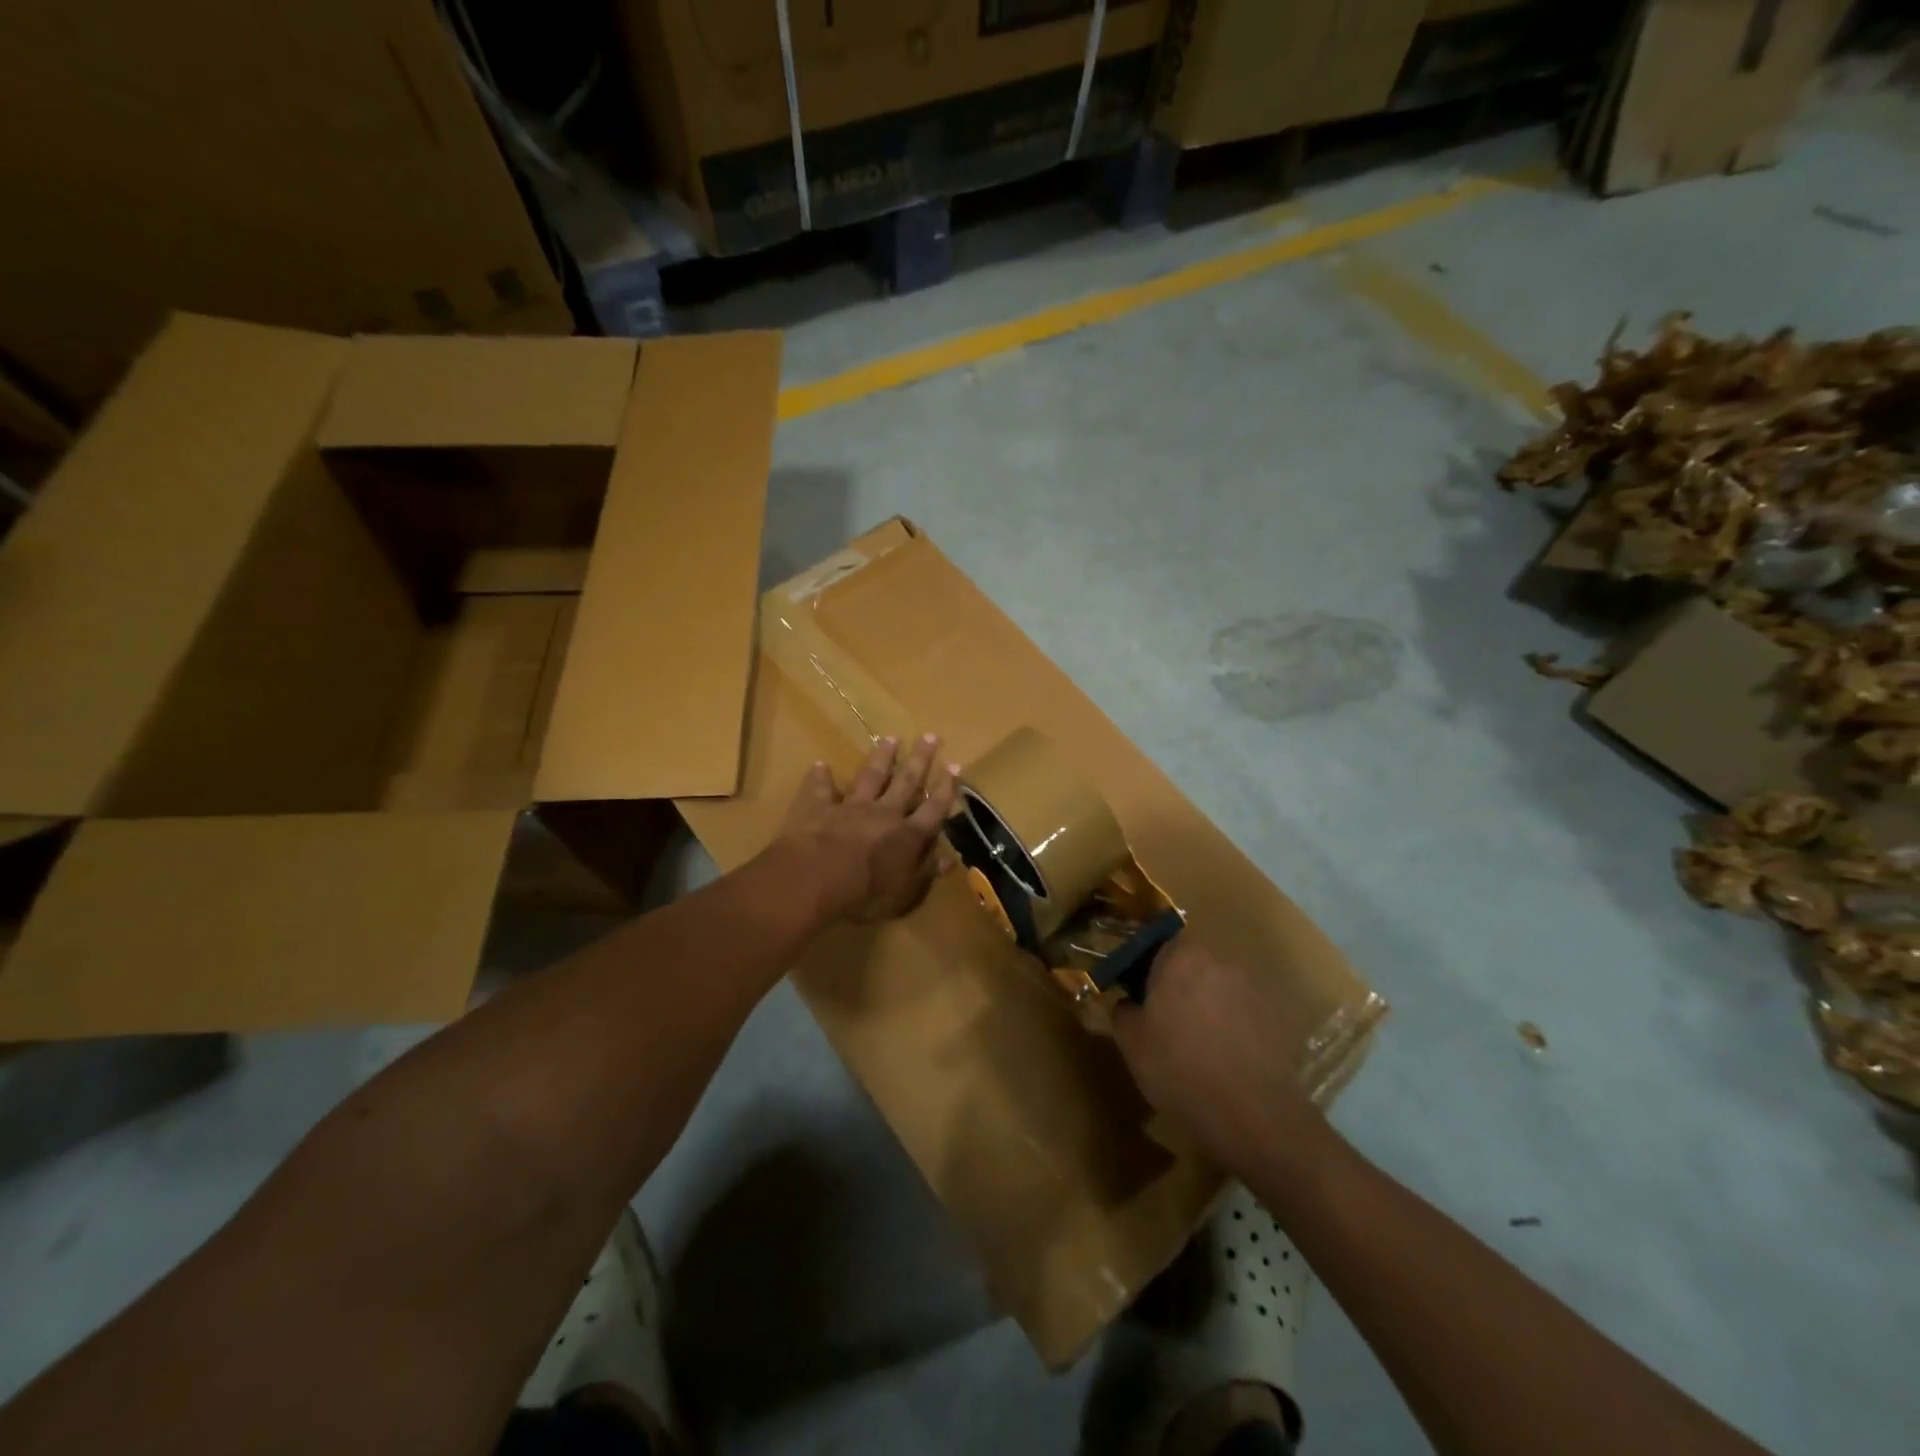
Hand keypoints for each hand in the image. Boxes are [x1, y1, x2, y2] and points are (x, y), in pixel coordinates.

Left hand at [781, 734, 959, 923]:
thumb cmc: (864, 894)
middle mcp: (884, 813)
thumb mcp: (903, 894)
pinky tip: (821, 765)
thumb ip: (924, 874)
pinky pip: (820, 788)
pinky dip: (821, 777)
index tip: (954, 765)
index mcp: (908, 835)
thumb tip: (947, 860)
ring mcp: (850, 806)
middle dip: (920, 760)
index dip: (946, 788)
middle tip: (930, 736)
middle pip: (906, 782)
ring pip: (870, 776)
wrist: (815, 878)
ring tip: (890, 739)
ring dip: (881, 758)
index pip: (933, 808)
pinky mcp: (819, 806)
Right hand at [1109, 936, 1328, 1172]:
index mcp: (1183, 959)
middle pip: (1191, 967)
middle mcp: (1221, 964)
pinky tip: (1220, 1064)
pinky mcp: (1274, 1023)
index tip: (1136, 993)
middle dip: (1176, 988)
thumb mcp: (1131, 1043)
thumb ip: (1123, 1011)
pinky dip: (1228, 1031)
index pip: (1160, 943)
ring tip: (1193, 1049)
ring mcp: (1252, 992)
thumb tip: (1128, 1004)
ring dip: (1204, 1010)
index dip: (1146, 966)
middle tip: (1160, 1023)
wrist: (1255, 1118)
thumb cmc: (1181, 1070)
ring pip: (1216, 992)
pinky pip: (1240, 1017)